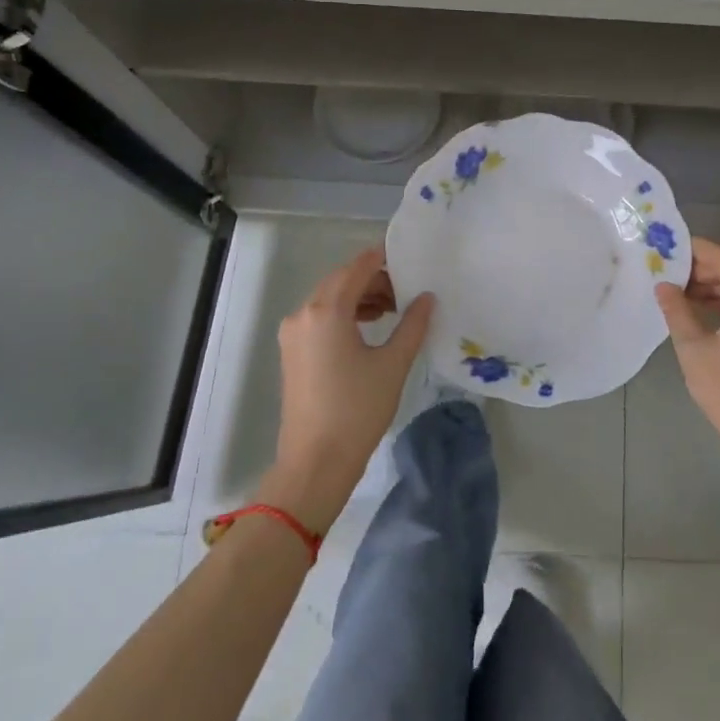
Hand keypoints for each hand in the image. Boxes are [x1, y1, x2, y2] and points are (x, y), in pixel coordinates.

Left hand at [264, 247, 433, 530]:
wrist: (315, 462)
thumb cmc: (357, 410)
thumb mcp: (393, 364)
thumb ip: (413, 324)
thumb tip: (427, 297)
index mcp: (326, 311)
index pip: (358, 267)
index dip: (383, 258)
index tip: (409, 257)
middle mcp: (303, 314)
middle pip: (341, 280)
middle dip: (374, 279)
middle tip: (406, 289)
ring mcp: (293, 333)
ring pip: (329, 298)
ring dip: (360, 296)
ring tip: (393, 309)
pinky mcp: (292, 351)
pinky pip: (320, 317)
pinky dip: (345, 313)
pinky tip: (369, 327)